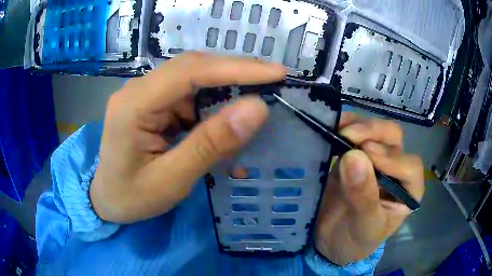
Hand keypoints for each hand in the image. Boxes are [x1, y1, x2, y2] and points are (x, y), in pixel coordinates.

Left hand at [90, 52, 285, 222]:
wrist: (107, 200)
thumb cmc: (131, 197)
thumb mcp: (172, 180)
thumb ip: (211, 144)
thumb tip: (257, 109)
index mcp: (134, 104)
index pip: (190, 71)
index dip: (237, 68)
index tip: (277, 73)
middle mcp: (138, 88)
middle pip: (193, 68)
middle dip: (236, 74)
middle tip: (273, 83)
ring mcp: (145, 93)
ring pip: (194, 80)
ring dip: (226, 92)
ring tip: (252, 110)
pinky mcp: (153, 102)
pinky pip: (189, 96)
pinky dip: (213, 107)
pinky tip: (224, 125)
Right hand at [314, 113, 424, 264]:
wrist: (331, 243)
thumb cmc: (355, 241)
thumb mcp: (364, 226)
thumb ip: (363, 197)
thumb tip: (354, 157)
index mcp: (407, 190)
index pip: (409, 166)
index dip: (391, 158)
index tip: (366, 155)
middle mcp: (395, 169)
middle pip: (393, 139)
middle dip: (374, 132)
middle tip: (350, 135)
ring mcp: (374, 160)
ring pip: (375, 131)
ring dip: (359, 126)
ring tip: (339, 129)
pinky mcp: (354, 157)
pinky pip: (354, 135)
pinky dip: (345, 127)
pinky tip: (334, 127)